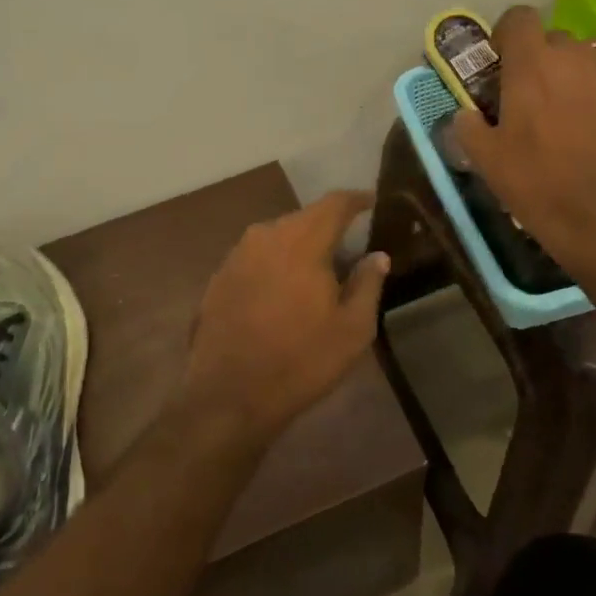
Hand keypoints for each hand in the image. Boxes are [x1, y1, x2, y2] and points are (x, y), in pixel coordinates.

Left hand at [186, 191, 389, 444]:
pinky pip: (256, 259)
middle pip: (304, 219)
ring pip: (277, 238)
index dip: (357, 200)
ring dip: (299, 248)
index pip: (335, 203)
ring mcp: (236, 255)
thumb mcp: (352, 329)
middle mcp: (265, 235)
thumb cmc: (301, 360)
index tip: (372, 202)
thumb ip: (368, 283)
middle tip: (349, 250)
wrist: (228, 396)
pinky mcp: (218, 277)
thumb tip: (378, 255)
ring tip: (316, 274)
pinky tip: (282, 294)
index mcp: (302, 240)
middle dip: (328, 229)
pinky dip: (274, 266)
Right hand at [453, 6, 595, 276]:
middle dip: (535, 58)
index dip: (505, 35)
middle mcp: (572, 55)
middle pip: (550, 38)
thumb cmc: (536, 182)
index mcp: (531, 63)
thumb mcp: (485, 158)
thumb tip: (466, 114)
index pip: (518, 17)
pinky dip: (590, 87)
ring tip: (559, 108)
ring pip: (580, 55)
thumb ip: (468, 126)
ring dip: (565, 71)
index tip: (499, 64)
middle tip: (526, 95)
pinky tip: (586, 121)